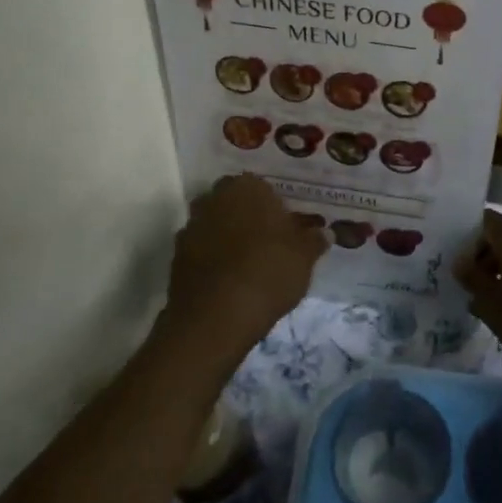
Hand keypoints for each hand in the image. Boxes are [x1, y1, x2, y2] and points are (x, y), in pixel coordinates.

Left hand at [160, 175, 326, 366]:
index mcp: (247, 188)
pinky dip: (214, 259)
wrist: (216, 316)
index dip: (275, 206)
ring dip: (229, 237)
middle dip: (248, 217)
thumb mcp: (305, 257)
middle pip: (234, 202)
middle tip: (270, 241)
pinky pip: (202, 250)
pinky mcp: (177, 257)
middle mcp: (214, 199)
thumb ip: (314, 240)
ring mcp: (192, 227)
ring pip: (216, 224)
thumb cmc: (269, 272)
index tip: (287, 227)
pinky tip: (230, 279)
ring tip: (250, 263)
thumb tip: (324, 232)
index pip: (262, 186)